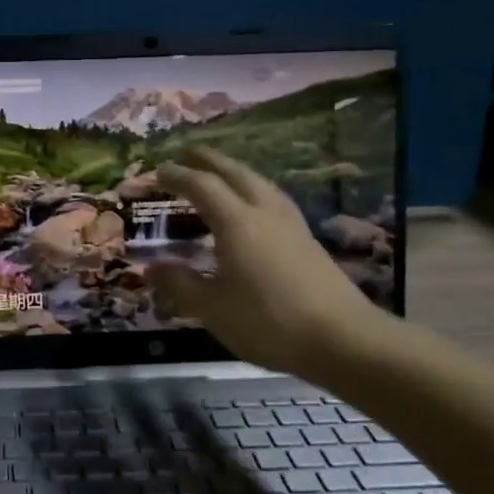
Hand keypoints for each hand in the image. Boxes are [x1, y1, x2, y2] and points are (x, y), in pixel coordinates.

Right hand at [149, 147, 388, 380]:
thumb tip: (151, 268)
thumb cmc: (269, 321)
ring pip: (259, 182)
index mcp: (237, 222)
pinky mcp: (308, 239)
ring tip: (219, 174)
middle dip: (208, 160)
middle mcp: (265, 212)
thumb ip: (179, 284)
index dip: (177, 176)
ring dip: (234, 171)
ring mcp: (292, 224)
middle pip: (235, 172)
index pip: (202, 185)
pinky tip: (255, 207)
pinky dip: (253, 190)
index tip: (157, 172)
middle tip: (186, 154)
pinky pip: (273, 198)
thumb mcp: (212, 308)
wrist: (343, 339)